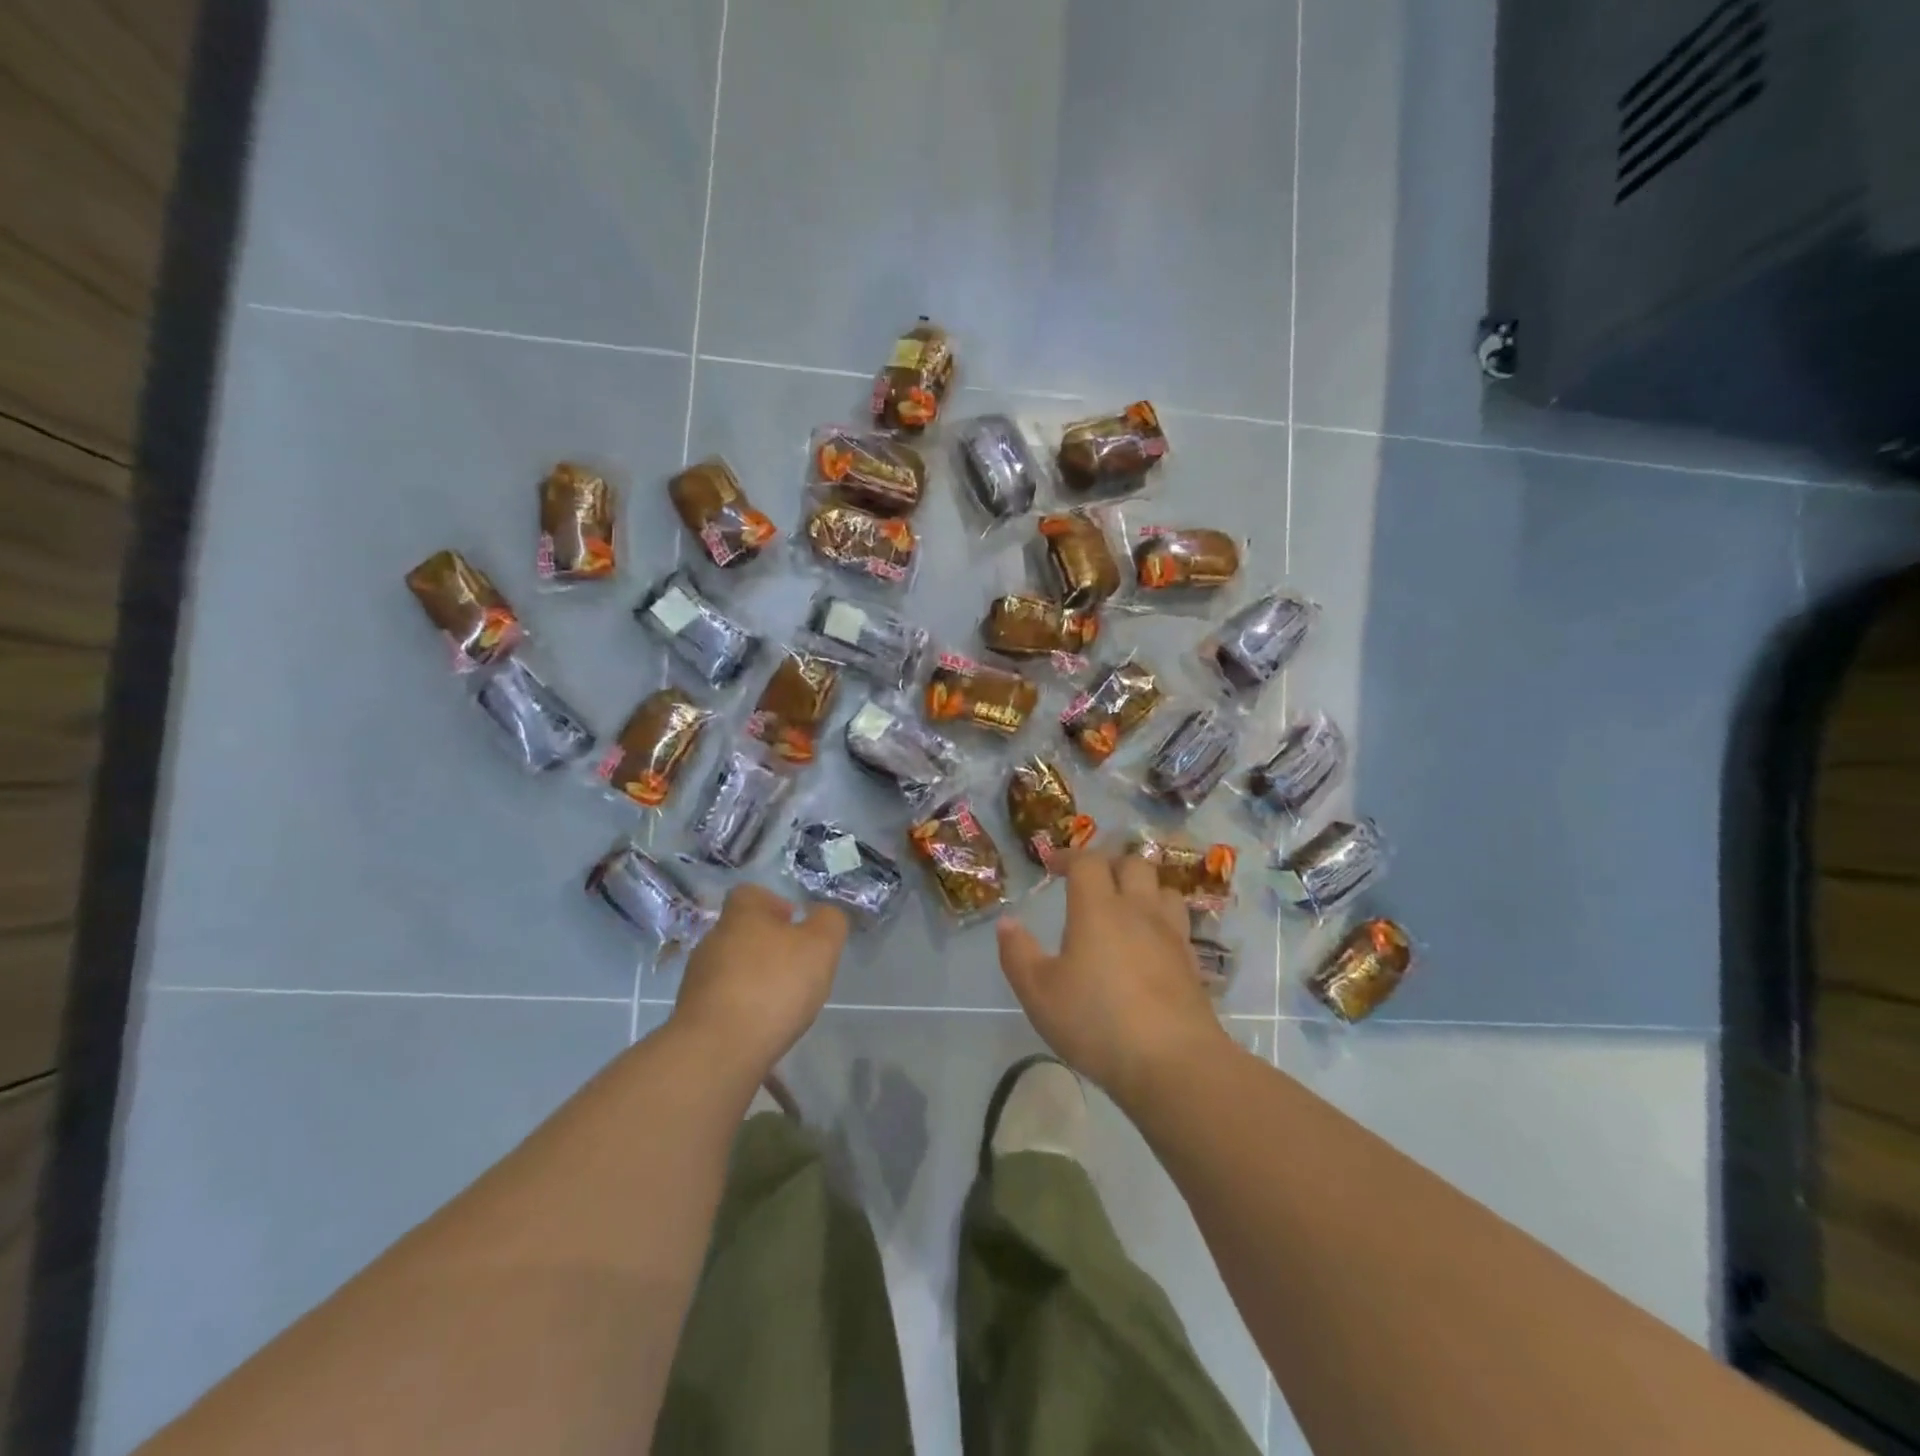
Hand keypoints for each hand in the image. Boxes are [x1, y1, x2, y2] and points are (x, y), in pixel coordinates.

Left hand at [673, 885, 846, 1079]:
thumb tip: (824, 916)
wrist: (718, 1050)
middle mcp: (713, 939)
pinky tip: (761, 1026)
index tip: (796, 926)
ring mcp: (698, 978)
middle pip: (743, 931)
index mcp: (741, 914)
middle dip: (769, 946)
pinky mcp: (693, 1014)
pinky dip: (743, 1008)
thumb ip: (829, 923)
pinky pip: (724, 1000)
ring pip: (733, 967)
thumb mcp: (821, 946)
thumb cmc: (774, 986)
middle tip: (797, 967)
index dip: (776, 904)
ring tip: (782, 1002)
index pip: (751, 893)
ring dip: (755, 979)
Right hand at [997, 853, 1233, 1105]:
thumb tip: (1007, 922)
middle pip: (1133, 863)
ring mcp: (1171, 935)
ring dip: (1143, 888)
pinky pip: (1179, 924)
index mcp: (1098, 908)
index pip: (1088, 861)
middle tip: (1091, 882)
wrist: (1173, 1062)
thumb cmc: (1096, 1021)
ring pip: (1164, 889)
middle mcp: (1138, 910)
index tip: (1052, 866)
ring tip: (1126, 907)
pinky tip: (1150, 945)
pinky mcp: (1192, 963)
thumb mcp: (1039, 993)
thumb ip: (1018, 953)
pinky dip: (1162, 921)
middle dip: (1110, 863)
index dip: (1069, 856)